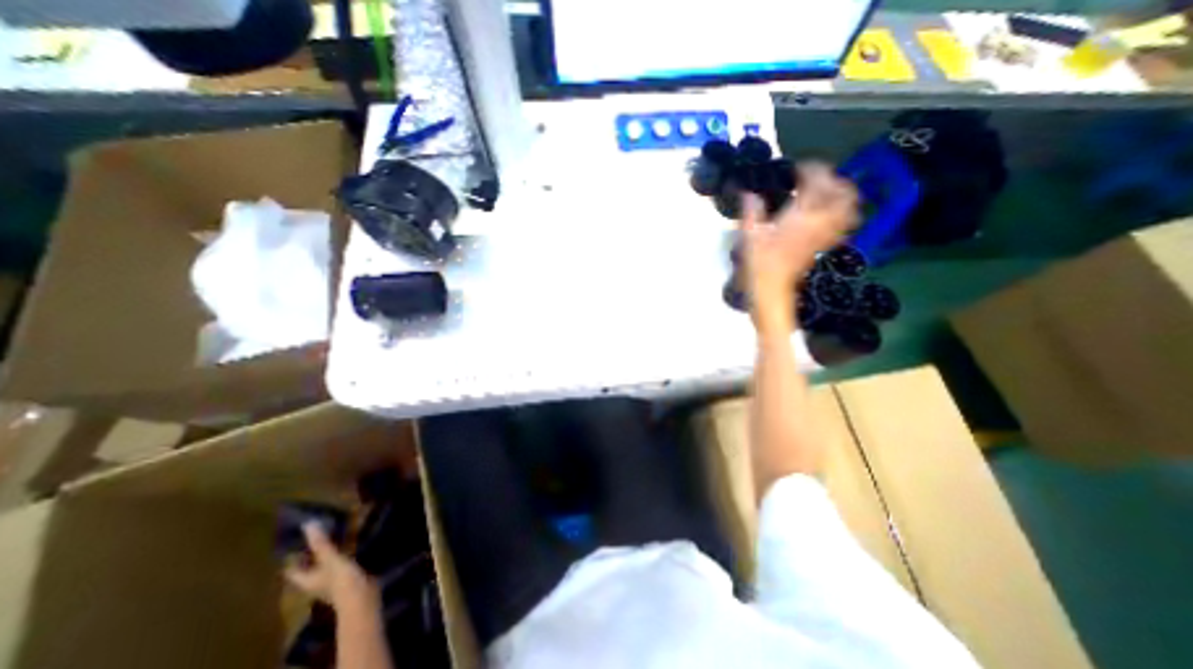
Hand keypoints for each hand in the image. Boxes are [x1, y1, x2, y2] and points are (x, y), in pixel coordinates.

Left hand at [282, 524, 375, 612]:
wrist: (362, 596)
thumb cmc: (341, 580)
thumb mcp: (330, 559)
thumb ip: (320, 543)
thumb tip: (308, 524)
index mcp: (306, 580)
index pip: (292, 569)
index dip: (291, 557)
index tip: (294, 541)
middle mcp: (316, 582)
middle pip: (309, 567)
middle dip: (311, 553)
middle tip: (317, 534)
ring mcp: (332, 581)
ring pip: (326, 565)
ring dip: (329, 553)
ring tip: (336, 535)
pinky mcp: (347, 578)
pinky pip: (341, 563)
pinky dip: (344, 554)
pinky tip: (353, 544)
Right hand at [743, 161, 851, 333]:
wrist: (772, 291)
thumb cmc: (759, 263)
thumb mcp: (749, 235)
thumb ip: (751, 211)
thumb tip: (749, 194)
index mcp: (802, 214)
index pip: (817, 182)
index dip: (810, 169)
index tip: (797, 168)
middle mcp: (820, 221)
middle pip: (843, 192)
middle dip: (834, 180)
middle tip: (816, 179)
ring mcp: (826, 234)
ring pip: (849, 207)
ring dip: (842, 195)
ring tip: (825, 193)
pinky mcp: (824, 245)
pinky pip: (844, 224)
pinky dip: (841, 213)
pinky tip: (826, 214)